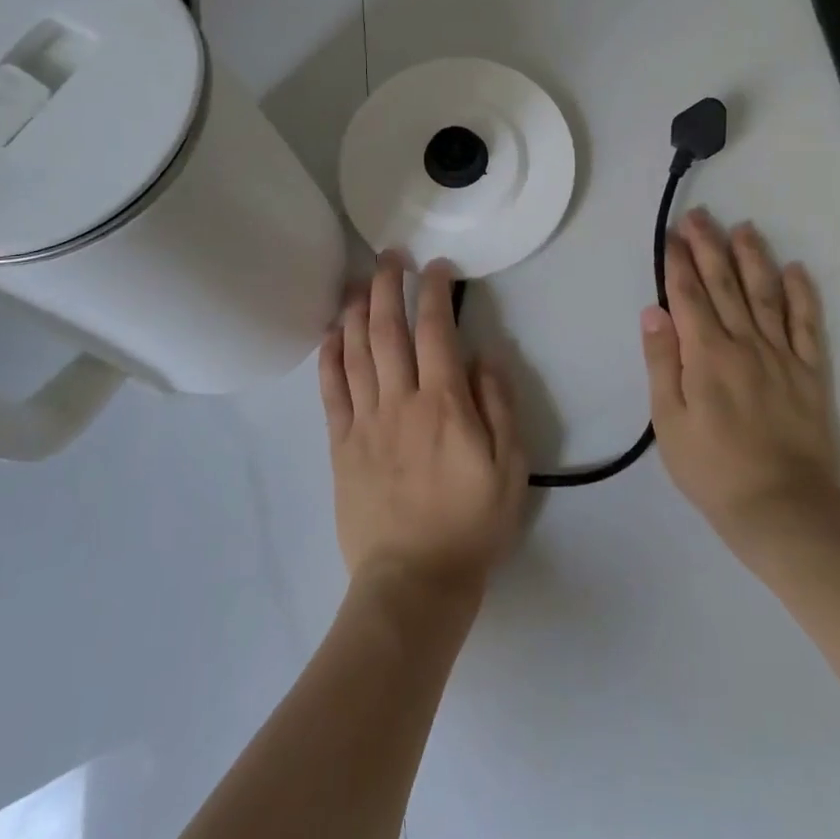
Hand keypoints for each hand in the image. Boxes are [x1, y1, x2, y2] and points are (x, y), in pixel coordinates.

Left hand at [319, 254, 527, 600]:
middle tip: (389, 256)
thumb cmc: (471, 524)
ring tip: (358, 280)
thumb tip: (485, 355)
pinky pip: (331, 391)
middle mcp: (400, 401)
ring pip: (355, 352)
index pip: (435, 331)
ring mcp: (365, 422)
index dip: (434, 291)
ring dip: (356, 310)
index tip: (436, 267)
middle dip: (388, 285)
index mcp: (444, 404)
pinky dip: (329, 356)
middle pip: (388, 330)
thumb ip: (499, 406)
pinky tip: (330, 332)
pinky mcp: (341, 445)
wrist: (414, 582)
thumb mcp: (510, 468)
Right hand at [640, 209, 838, 547]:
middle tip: (700, 216)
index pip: (688, 295)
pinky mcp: (810, 372)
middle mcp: (745, 344)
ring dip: (753, 258)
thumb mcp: (669, 421)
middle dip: (710, 247)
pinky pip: (807, 325)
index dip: (678, 262)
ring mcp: (782, 355)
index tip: (672, 235)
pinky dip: (802, 294)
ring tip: (744, 228)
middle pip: (724, 284)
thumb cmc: (712, 469)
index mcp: (706, 355)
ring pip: (766, 294)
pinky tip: (795, 269)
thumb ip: (662, 362)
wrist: (781, 508)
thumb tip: (654, 311)